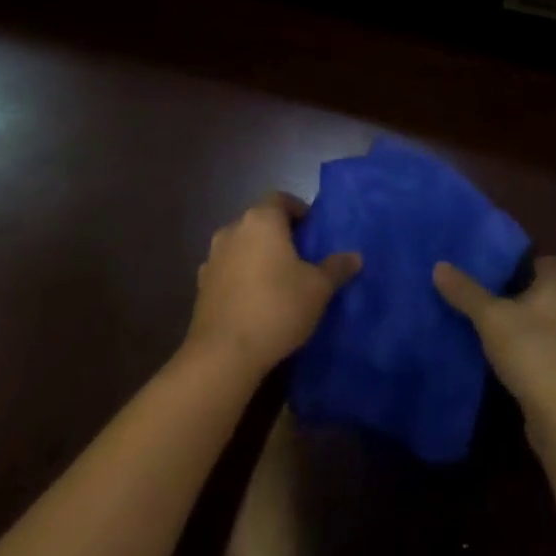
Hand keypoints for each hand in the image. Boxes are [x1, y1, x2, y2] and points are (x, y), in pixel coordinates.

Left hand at [186, 193, 359, 376]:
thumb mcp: (318, 288)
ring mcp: (212, 258)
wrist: (222, 356)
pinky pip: (227, 271)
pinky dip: (240, 278)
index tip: (313, 232)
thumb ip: (337, 267)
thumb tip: (355, 256)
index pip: (281, 199)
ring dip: (257, 256)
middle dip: (279, 235)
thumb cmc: (277, 307)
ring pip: (241, 246)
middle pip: (260, 222)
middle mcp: (233, 230)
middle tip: (301, 257)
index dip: (299, 211)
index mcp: (262, 220)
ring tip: (277, 281)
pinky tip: (254, 301)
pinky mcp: (200, 287)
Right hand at [434, 255, 555, 425]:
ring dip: (541, 328)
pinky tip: (520, 365)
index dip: (548, 265)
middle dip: (538, 297)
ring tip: (507, 334)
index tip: (521, 274)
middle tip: (503, 302)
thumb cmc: (534, 352)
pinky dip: (546, 354)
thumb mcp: (491, 319)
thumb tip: (440, 266)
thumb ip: (467, 293)